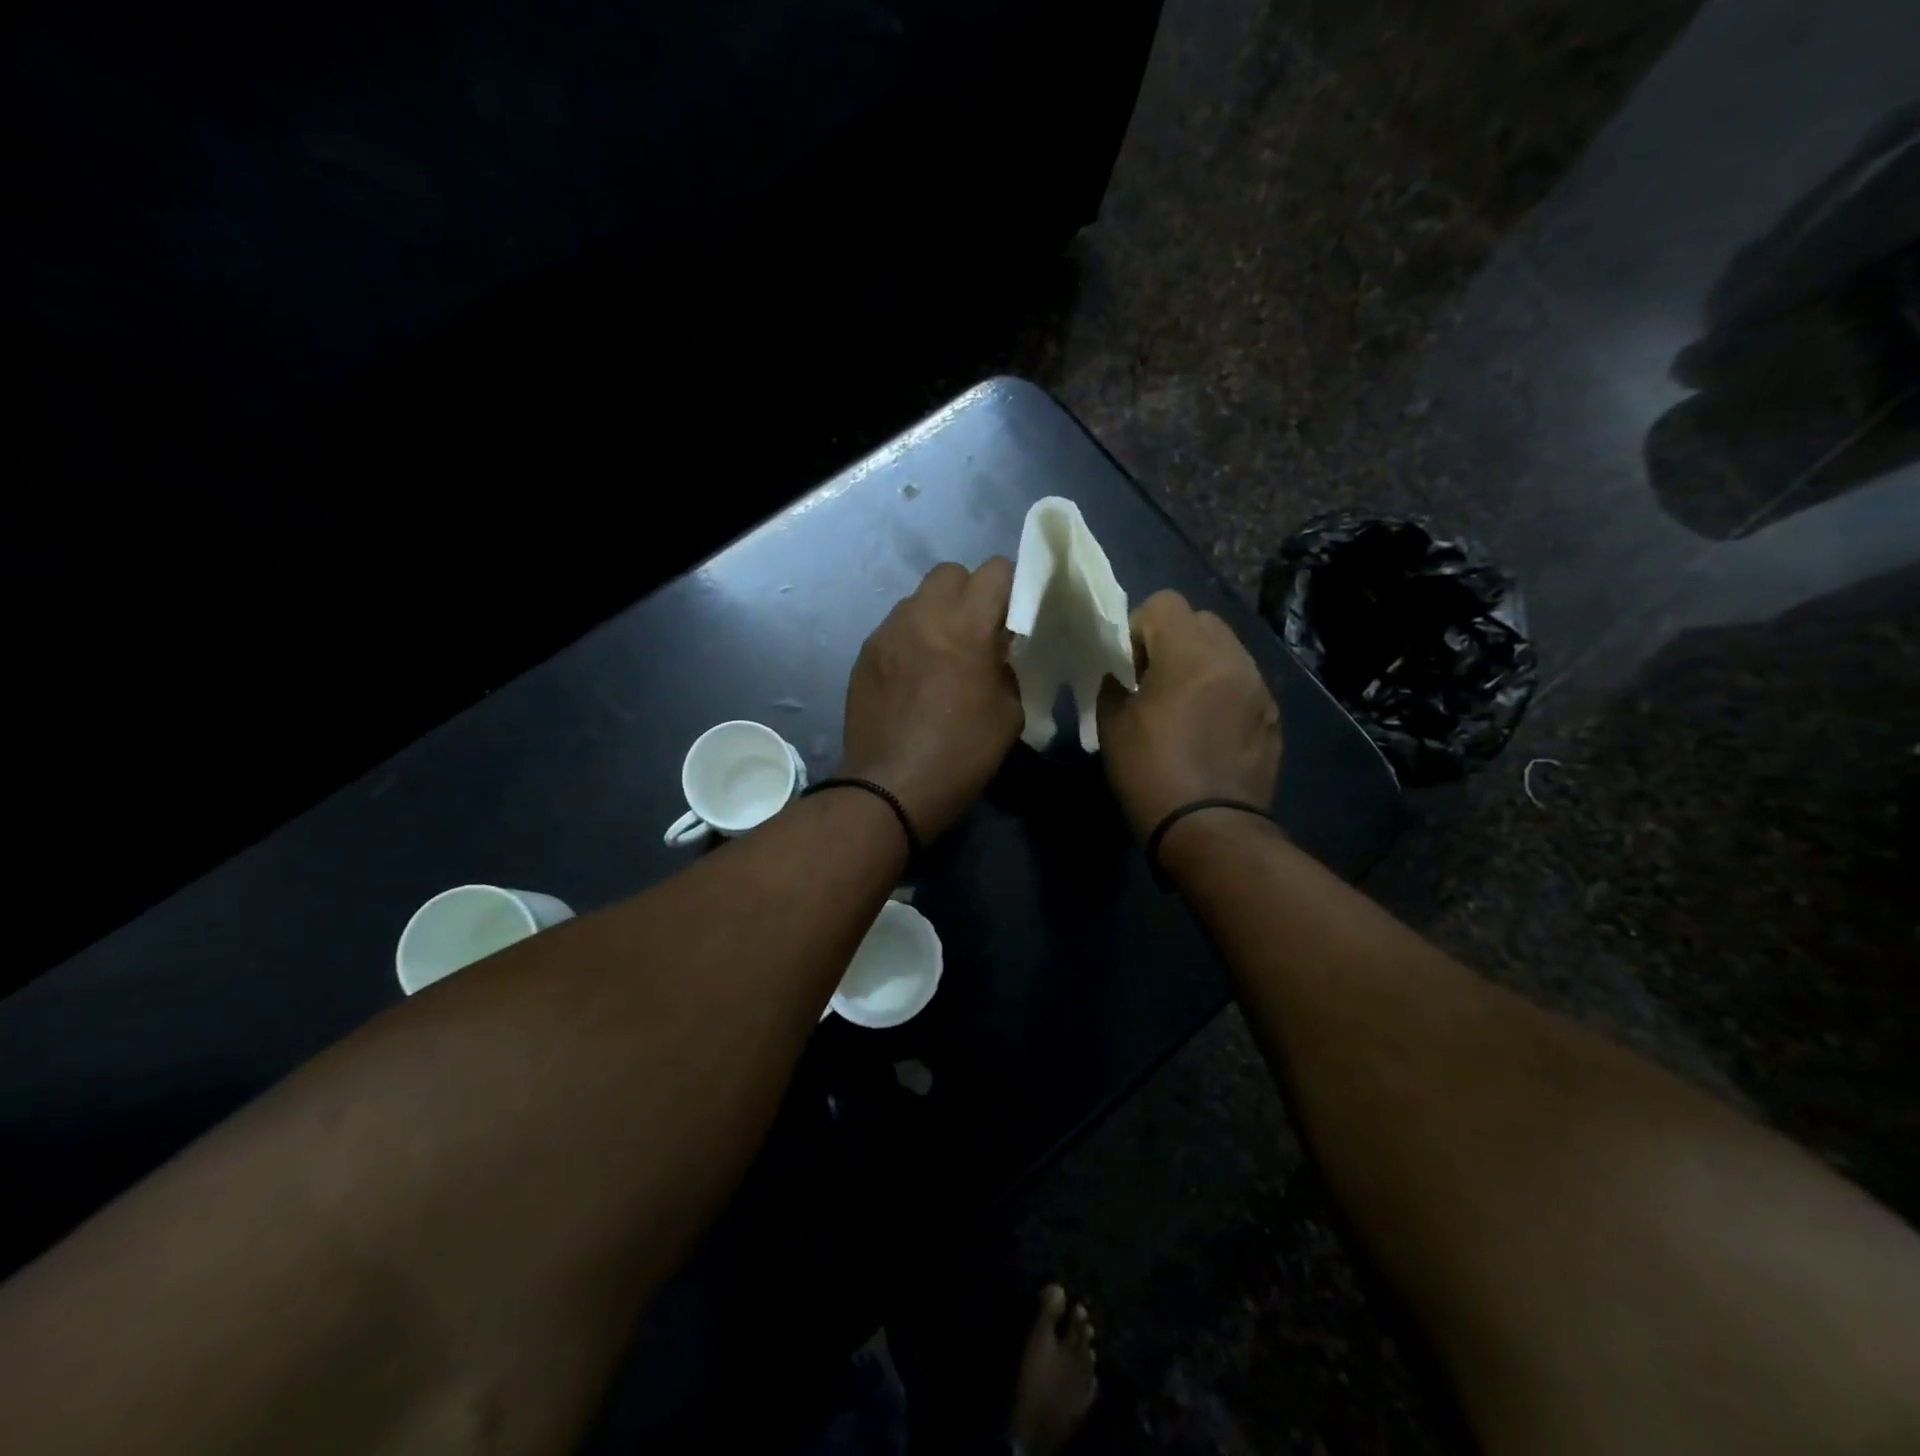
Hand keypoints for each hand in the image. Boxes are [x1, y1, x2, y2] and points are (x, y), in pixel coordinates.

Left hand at [838, 559, 1023, 839]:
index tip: (1014, 615)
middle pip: (950, 573)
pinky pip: (895, 628)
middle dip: (970, 592)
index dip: (1011, 586)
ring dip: (937, 614)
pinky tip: (914, 675)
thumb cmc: (960, 755)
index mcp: (965, 627)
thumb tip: (995, 653)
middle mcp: (921, 616)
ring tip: (943, 652)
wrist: (889, 789)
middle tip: (978, 630)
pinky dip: (911, 638)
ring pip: (918, 598)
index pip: (995, 570)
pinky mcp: (864, 653)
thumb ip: (1006, 668)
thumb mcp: (1008, 714)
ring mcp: (886, 632)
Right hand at [1096, 590, 1281, 837]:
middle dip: (1173, 639)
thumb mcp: (1113, 727)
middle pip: (1201, 620)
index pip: (1165, 603)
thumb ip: (1113, 686)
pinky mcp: (1272, 716)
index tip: (1129, 664)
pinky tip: (1209, 728)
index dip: (1138, 626)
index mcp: (1190, 655)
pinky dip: (1223, 690)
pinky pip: (1244, 682)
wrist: (1209, 830)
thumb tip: (1121, 676)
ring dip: (1201, 663)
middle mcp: (1233, 660)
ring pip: (1227, 650)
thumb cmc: (1152, 774)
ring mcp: (1259, 688)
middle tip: (1154, 680)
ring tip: (1184, 704)